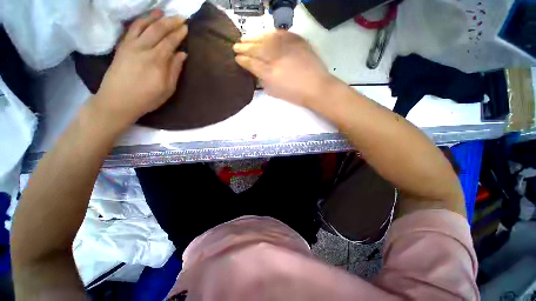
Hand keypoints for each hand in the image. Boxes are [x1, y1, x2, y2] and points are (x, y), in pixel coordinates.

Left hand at [94, 10, 187, 125]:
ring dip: (154, 17)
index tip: (186, 27)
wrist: (117, 101)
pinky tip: (145, 19)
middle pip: (158, 30)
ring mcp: (130, 46)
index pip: (170, 42)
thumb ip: (175, 70)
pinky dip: (139, 21)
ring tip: (163, 11)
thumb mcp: (167, 89)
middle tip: (180, 17)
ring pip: (143, 25)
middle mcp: (143, 49)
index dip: (179, 33)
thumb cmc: (147, 98)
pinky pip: (131, 29)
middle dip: (170, 22)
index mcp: (157, 61)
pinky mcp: (121, 47)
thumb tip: (182, 54)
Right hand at [233, 30, 333, 106]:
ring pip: (265, 38)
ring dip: (254, 38)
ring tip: (246, 38)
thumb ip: (263, 81)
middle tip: (236, 45)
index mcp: (269, 74)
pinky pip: (280, 33)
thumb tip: (257, 71)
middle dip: (244, 47)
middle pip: (256, 49)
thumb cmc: (295, 95)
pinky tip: (265, 35)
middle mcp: (276, 58)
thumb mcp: (275, 92)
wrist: (316, 87)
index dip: (242, 60)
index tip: (236, 58)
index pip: (251, 63)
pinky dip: (270, 34)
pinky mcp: (297, 40)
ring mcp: (287, 47)